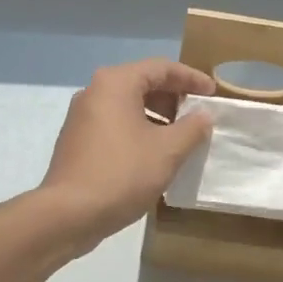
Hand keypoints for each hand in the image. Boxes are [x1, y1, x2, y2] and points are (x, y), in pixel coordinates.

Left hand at [38, 59, 215, 250]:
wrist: (68, 214)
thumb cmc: (122, 173)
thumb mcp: (167, 151)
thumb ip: (192, 128)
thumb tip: (203, 115)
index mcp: (115, 83)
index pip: (161, 68)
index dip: (192, 78)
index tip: (213, 94)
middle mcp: (94, 92)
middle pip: (142, 83)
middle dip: (174, 98)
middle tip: (198, 116)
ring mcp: (81, 117)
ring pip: (128, 106)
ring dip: (157, 117)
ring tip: (181, 138)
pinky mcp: (77, 140)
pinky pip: (115, 124)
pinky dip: (138, 130)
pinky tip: (154, 154)